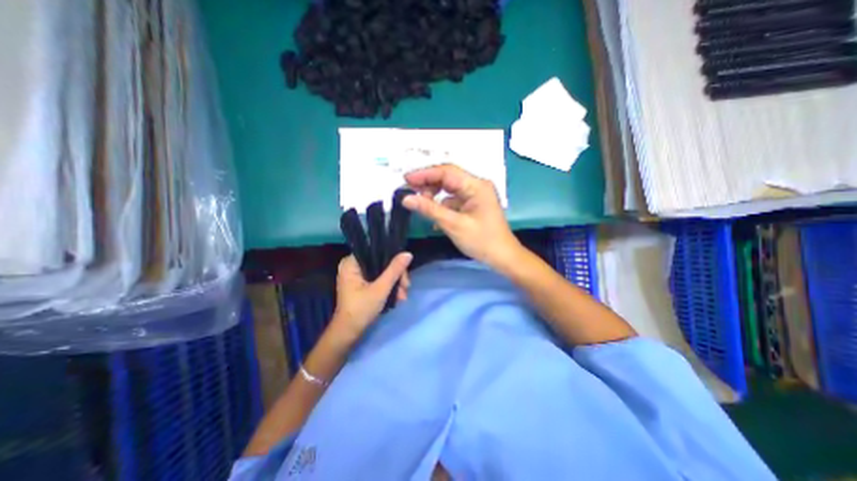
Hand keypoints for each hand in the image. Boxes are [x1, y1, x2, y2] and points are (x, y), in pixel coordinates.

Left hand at [329, 252, 411, 340]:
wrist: (348, 333)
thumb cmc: (361, 309)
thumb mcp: (380, 289)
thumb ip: (394, 270)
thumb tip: (408, 253)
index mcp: (351, 263)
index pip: (376, 252)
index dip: (393, 259)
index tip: (404, 272)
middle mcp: (353, 266)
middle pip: (381, 263)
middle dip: (396, 276)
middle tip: (406, 287)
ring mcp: (357, 276)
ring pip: (382, 272)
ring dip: (395, 283)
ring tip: (403, 297)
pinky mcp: (362, 285)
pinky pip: (379, 279)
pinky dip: (388, 287)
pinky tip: (398, 296)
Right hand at [402, 166, 521, 269]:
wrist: (503, 257)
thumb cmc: (482, 241)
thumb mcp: (453, 225)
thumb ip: (429, 209)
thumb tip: (406, 199)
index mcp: (476, 186)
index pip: (446, 172)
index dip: (424, 174)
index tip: (405, 179)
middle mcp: (477, 185)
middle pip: (448, 178)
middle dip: (428, 184)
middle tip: (409, 191)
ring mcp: (476, 195)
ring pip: (450, 190)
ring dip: (435, 196)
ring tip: (421, 205)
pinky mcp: (474, 205)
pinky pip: (454, 200)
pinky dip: (443, 206)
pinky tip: (435, 218)